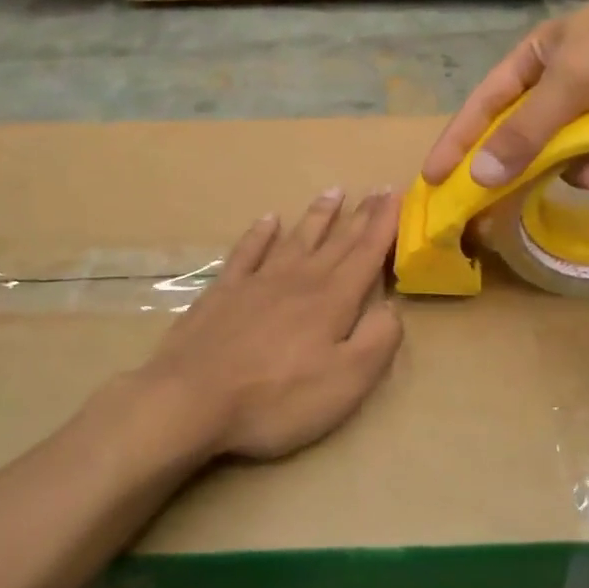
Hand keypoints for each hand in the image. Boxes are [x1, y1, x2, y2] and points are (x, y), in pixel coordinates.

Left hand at [134, 189, 403, 460]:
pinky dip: (260, 234)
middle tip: (379, 187)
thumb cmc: (277, 398)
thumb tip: (391, 307)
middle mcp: (299, 279)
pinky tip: (268, 220)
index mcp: (333, 300)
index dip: (385, 224)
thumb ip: (378, 340)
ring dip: (318, 215)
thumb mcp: (346, 381)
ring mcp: (258, 281)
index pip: (367, 253)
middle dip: (362, 214)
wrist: (191, 400)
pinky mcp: (223, 291)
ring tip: (334, 191)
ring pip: (297, 238)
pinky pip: (247, 251)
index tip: (397, 193)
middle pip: (337, 241)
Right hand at [421, 0, 588, 192]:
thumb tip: (481, 177)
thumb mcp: (573, 82)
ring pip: (579, 156)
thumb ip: (527, 131)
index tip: (434, 180)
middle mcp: (561, 82)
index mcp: (535, 61)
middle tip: (524, 211)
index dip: (458, 143)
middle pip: (533, 141)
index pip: (484, 107)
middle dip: (546, 170)